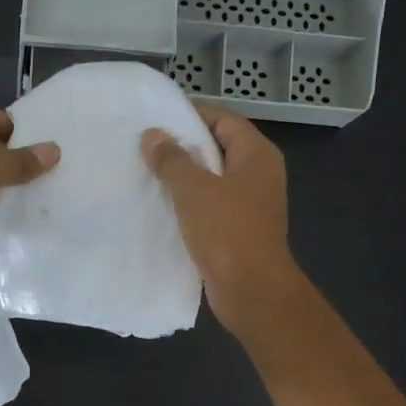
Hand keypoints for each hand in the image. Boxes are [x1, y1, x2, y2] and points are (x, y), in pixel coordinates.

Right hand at [142, 110, 300, 337]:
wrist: (251, 290)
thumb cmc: (227, 232)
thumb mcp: (194, 189)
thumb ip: (172, 159)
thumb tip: (153, 135)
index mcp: (257, 155)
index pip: (224, 120)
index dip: (192, 115)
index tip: (157, 119)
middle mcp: (258, 175)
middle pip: (218, 149)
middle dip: (183, 148)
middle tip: (146, 147)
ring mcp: (250, 205)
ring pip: (213, 181)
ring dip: (184, 179)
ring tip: (147, 175)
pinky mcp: (239, 231)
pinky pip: (211, 208)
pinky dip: (189, 205)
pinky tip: (162, 208)